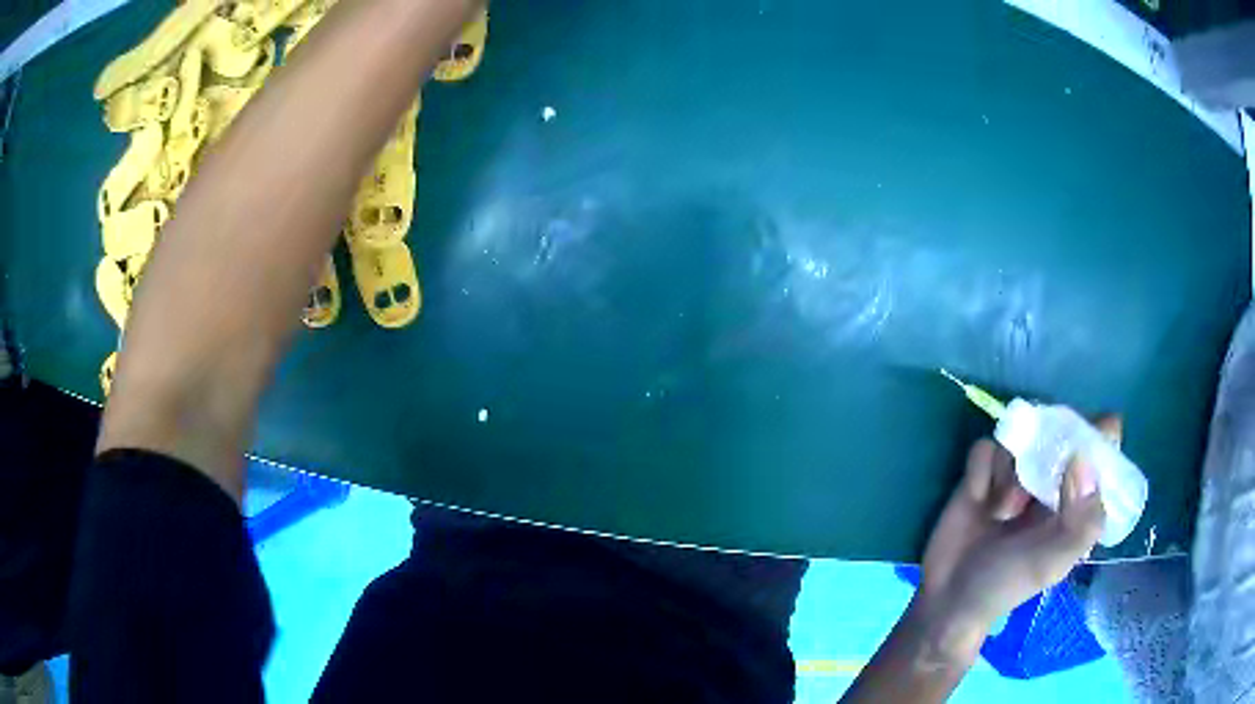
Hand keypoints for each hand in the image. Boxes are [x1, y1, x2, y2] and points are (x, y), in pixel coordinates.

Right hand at [911, 417, 1116, 660]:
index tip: (1087, 440)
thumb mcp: (1053, 563)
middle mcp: (1050, 480)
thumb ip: (1081, 521)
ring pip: (1019, 437)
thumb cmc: (1007, 584)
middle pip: (1060, 429)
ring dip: (1010, 471)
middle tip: (1034, 487)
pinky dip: (981, 471)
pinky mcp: (982, 473)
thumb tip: (1082, 460)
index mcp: (1077, 500)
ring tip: (1002, 511)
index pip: (1102, 449)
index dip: (1100, 436)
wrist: (948, 597)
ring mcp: (1015, 474)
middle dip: (1047, 450)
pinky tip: (977, 499)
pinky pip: (985, 448)